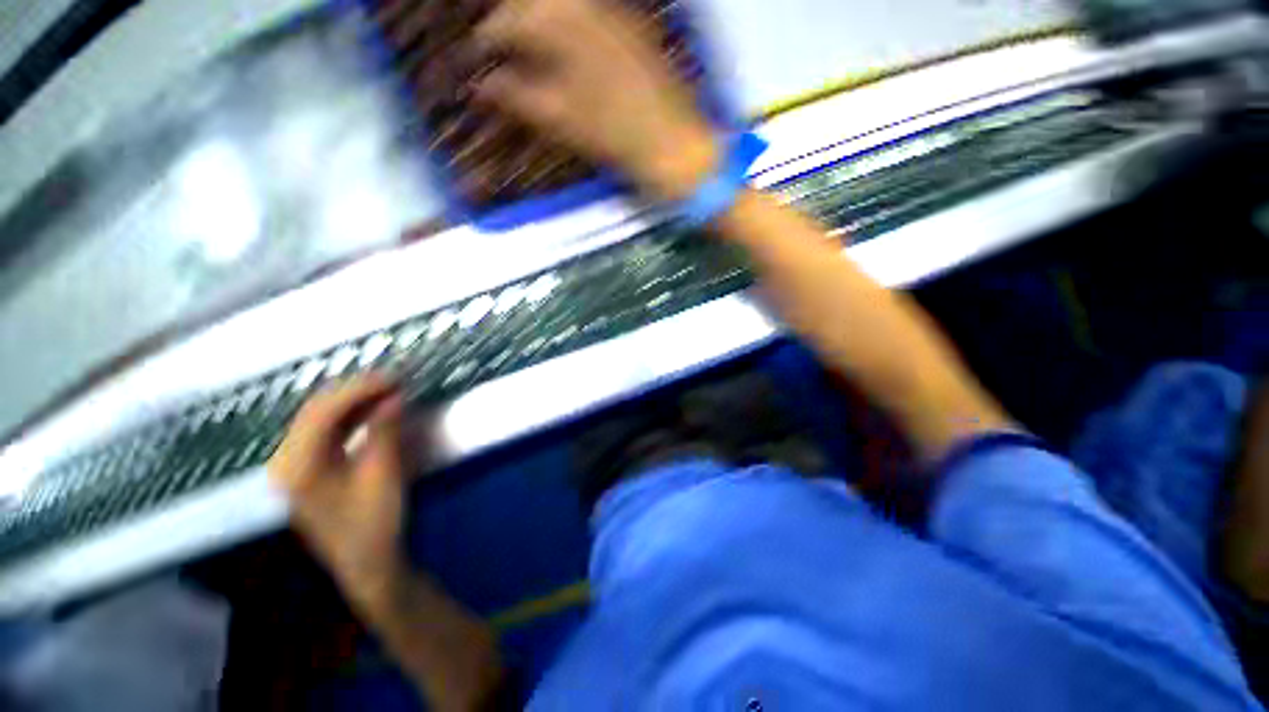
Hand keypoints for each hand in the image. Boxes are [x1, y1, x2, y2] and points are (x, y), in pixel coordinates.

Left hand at [269, 374, 408, 610]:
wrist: (366, 563)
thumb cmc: (374, 523)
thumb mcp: (383, 475)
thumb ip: (384, 432)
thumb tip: (394, 396)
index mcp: (298, 466)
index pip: (323, 411)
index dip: (360, 388)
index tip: (394, 377)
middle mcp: (286, 461)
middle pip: (316, 410)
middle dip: (356, 390)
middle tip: (395, 380)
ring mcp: (293, 465)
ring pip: (320, 417)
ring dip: (354, 401)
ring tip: (389, 390)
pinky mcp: (306, 469)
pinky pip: (325, 430)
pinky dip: (350, 416)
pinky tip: (373, 410)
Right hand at [474, 0, 717, 199]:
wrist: (677, 147)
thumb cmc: (620, 138)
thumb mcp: (565, 121)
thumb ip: (520, 97)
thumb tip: (481, 86)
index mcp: (567, 27)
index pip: (511, 20)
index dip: (489, 37)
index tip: (478, 54)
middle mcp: (591, 8)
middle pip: (537, 2)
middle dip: (513, 19)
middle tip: (500, 45)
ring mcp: (617, 18)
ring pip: (565, 3)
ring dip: (540, 18)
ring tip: (528, 46)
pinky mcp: (635, 33)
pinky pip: (591, 14)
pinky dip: (569, 25)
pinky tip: (565, 47)